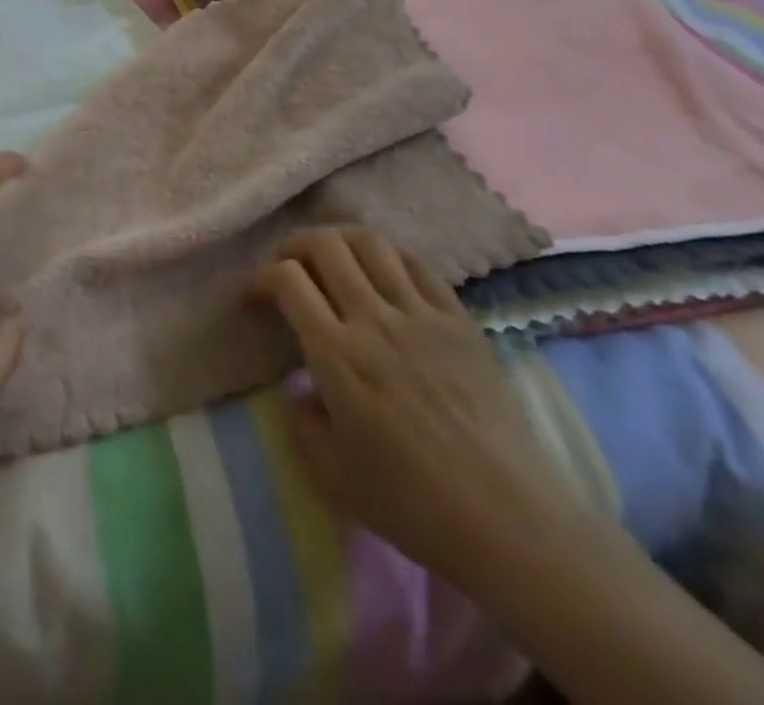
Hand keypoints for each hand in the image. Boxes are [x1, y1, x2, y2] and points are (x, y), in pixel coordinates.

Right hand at [251, 230, 579, 584]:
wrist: (509, 522)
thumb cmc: (413, 505)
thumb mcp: (331, 475)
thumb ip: (300, 420)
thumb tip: (299, 387)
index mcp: (337, 355)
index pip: (287, 280)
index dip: (261, 278)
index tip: (255, 299)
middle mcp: (374, 320)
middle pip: (325, 244)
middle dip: (295, 246)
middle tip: (289, 268)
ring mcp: (421, 315)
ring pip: (371, 242)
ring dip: (340, 241)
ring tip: (332, 261)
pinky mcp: (460, 320)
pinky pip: (418, 264)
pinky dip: (389, 256)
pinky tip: (383, 274)